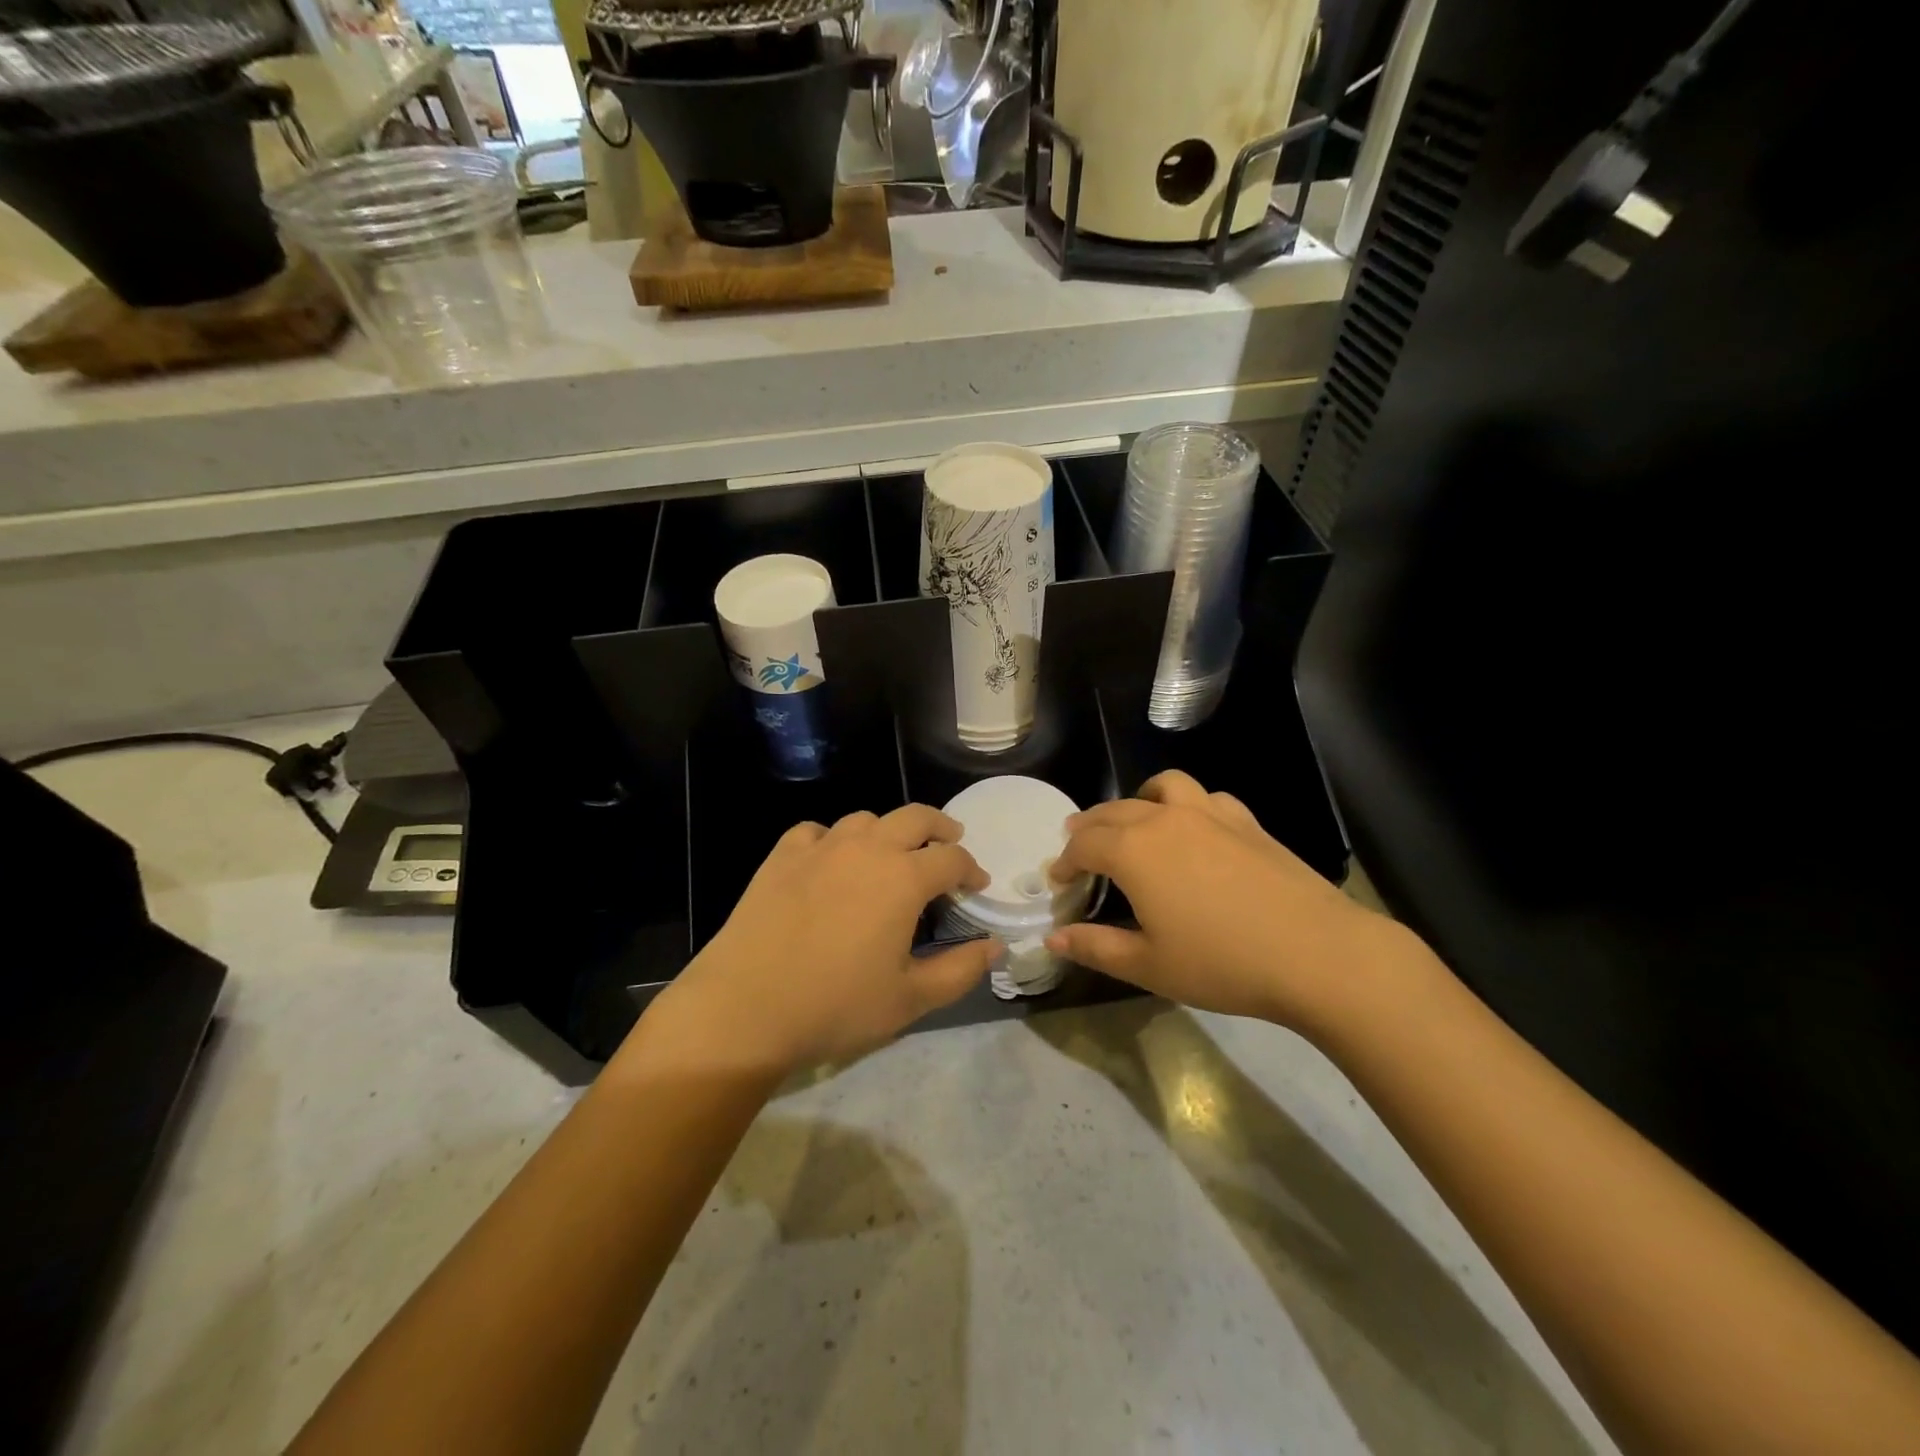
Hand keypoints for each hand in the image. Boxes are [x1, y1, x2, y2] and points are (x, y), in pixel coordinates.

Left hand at [653, 805, 997, 1074]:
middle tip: (950, 842)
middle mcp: (867, 849)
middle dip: (940, 827)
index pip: (952, 858)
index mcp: (904, 878)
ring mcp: (821, 848)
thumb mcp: (910, 999)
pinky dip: (833, 840)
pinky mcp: (782, 856)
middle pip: (915, 817)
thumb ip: (960, 970)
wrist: (745, 1006)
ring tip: (891, 854)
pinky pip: (816, 832)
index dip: (971, 870)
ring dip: (888, 831)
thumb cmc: (835, 1005)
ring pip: (866, 819)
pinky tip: (830, 862)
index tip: (977, 886)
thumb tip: (994, 945)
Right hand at [1046, 770, 1425, 1032]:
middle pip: (1113, 811)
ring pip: (1161, 788)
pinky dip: (1186, 806)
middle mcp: (1165, 818)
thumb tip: (1054, 938)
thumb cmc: (1222, 963)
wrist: (1317, 953)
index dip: (1064, 863)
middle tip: (1081, 853)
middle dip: (1089, 830)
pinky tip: (1194, 831)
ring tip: (1135, 824)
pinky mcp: (1246, 821)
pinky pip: (1204, 798)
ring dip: (1137, 802)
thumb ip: (1095, 947)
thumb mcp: (1148, 965)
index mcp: (1133, 850)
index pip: (1084, 845)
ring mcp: (1209, 813)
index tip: (1058, 882)